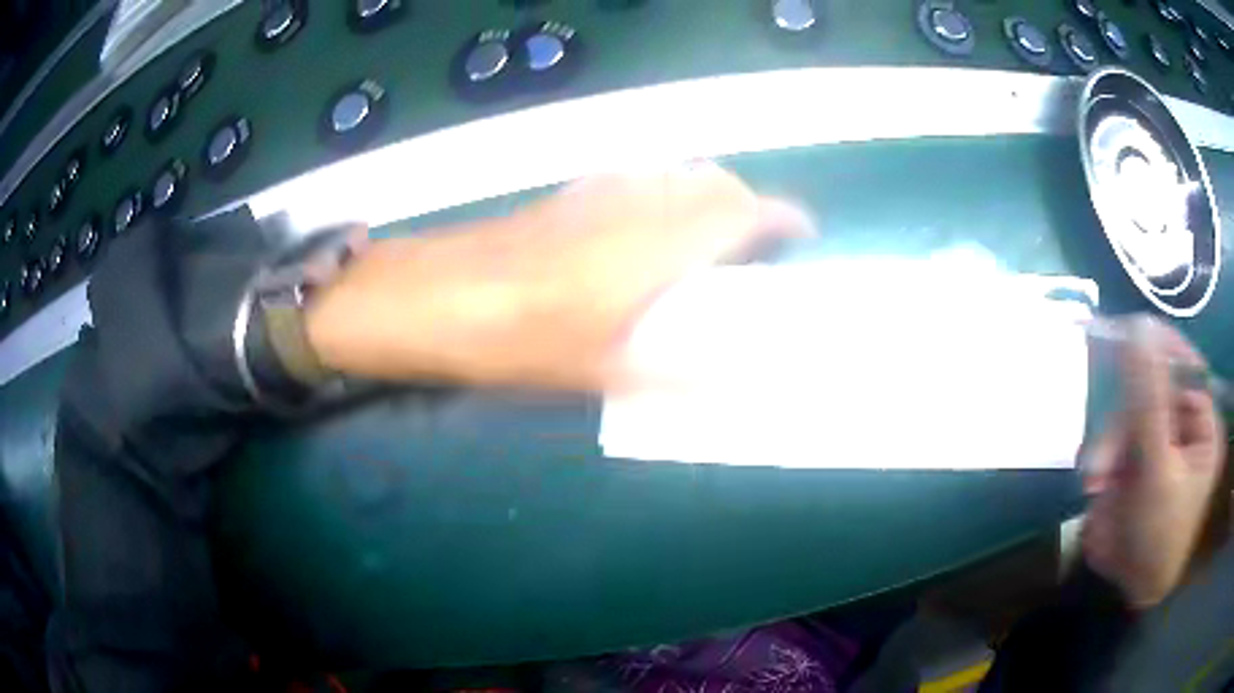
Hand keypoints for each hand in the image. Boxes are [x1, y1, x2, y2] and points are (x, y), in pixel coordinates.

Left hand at [304, 163, 812, 390]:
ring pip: (673, 175)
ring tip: (707, 241)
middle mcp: (635, 204)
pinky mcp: (566, 197)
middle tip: (754, 247)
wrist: (434, 298)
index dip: (780, 216)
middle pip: (711, 181)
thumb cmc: (518, 338)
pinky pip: (634, 181)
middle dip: (746, 204)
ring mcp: (597, 194)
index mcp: (656, 244)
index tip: (801, 232)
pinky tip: (642, 232)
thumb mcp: (600, 371)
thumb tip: (732, 386)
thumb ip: (673, 376)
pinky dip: (661, 194)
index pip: (740, 210)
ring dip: (704, 196)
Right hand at [1082, 316, 1225, 608]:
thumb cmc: (1158, 538)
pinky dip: (1100, 457)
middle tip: (1098, 465)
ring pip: (1128, 415)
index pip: (1184, 365)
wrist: (1130, 592)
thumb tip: (1137, 327)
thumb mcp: (1157, 472)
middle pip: (1151, 393)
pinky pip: (1115, 438)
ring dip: (1107, 446)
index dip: (1157, 350)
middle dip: (1122, 425)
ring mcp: (1159, 440)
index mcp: (1203, 422)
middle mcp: (1184, 424)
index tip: (1123, 338)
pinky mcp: (1135, 458)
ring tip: (1092, 484)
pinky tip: (1092, 485)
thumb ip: (1148, 401)